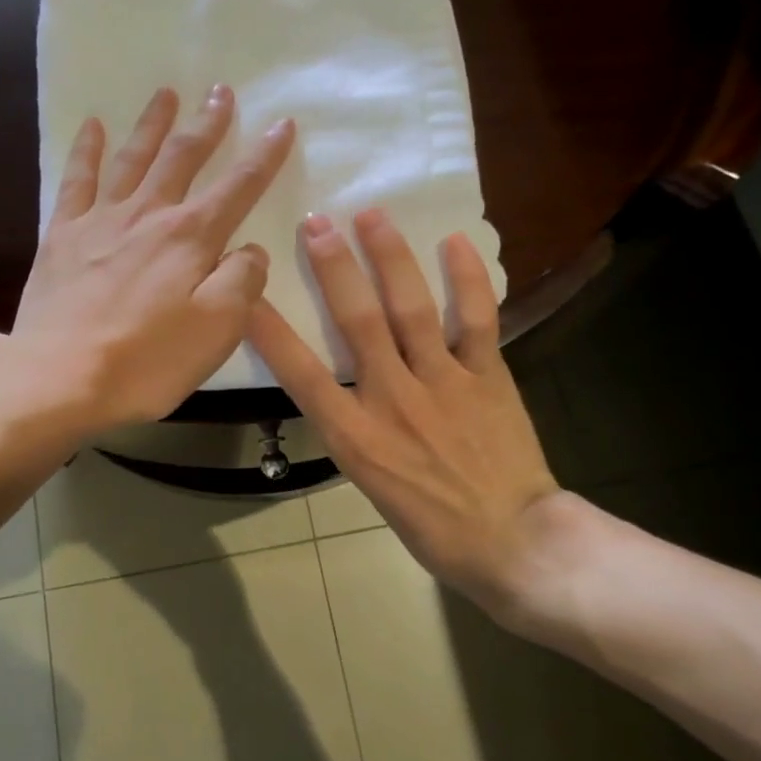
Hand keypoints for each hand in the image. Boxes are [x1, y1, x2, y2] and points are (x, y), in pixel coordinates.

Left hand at [12, 85, 295, 433]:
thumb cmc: (145, 361)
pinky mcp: (62, 236)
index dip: (264, 155)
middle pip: (182, 158)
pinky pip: (76, 181)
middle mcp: (148, 215)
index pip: (238, 186)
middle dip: (206, 124)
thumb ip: (241, 282)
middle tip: (219, 91)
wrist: (57, 376)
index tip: (282, 124)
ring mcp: (100, 221)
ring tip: (166, 94)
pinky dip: (86, 150)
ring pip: (133, 158)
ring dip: (152, 124)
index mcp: (191, 238)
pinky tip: (93, 127)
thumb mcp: (216, 330)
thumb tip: (249, 249)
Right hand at [247, 209, 558, 622]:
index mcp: (355, 437)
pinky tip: (454, 242)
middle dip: (333, 268)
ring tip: (372, 216)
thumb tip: (341, 389)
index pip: (301, 374)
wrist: (512, 544)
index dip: (271, 331)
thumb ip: (353, 429)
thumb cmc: (431, 526)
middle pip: (357, 322)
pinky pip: (477, 319)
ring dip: (390, 258)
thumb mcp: (370, 484)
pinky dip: (468, 278)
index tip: (247, 293)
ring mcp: (443, 383)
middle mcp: (393, 399)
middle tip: (317, 223)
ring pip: (411, 309)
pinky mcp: (487, 376)